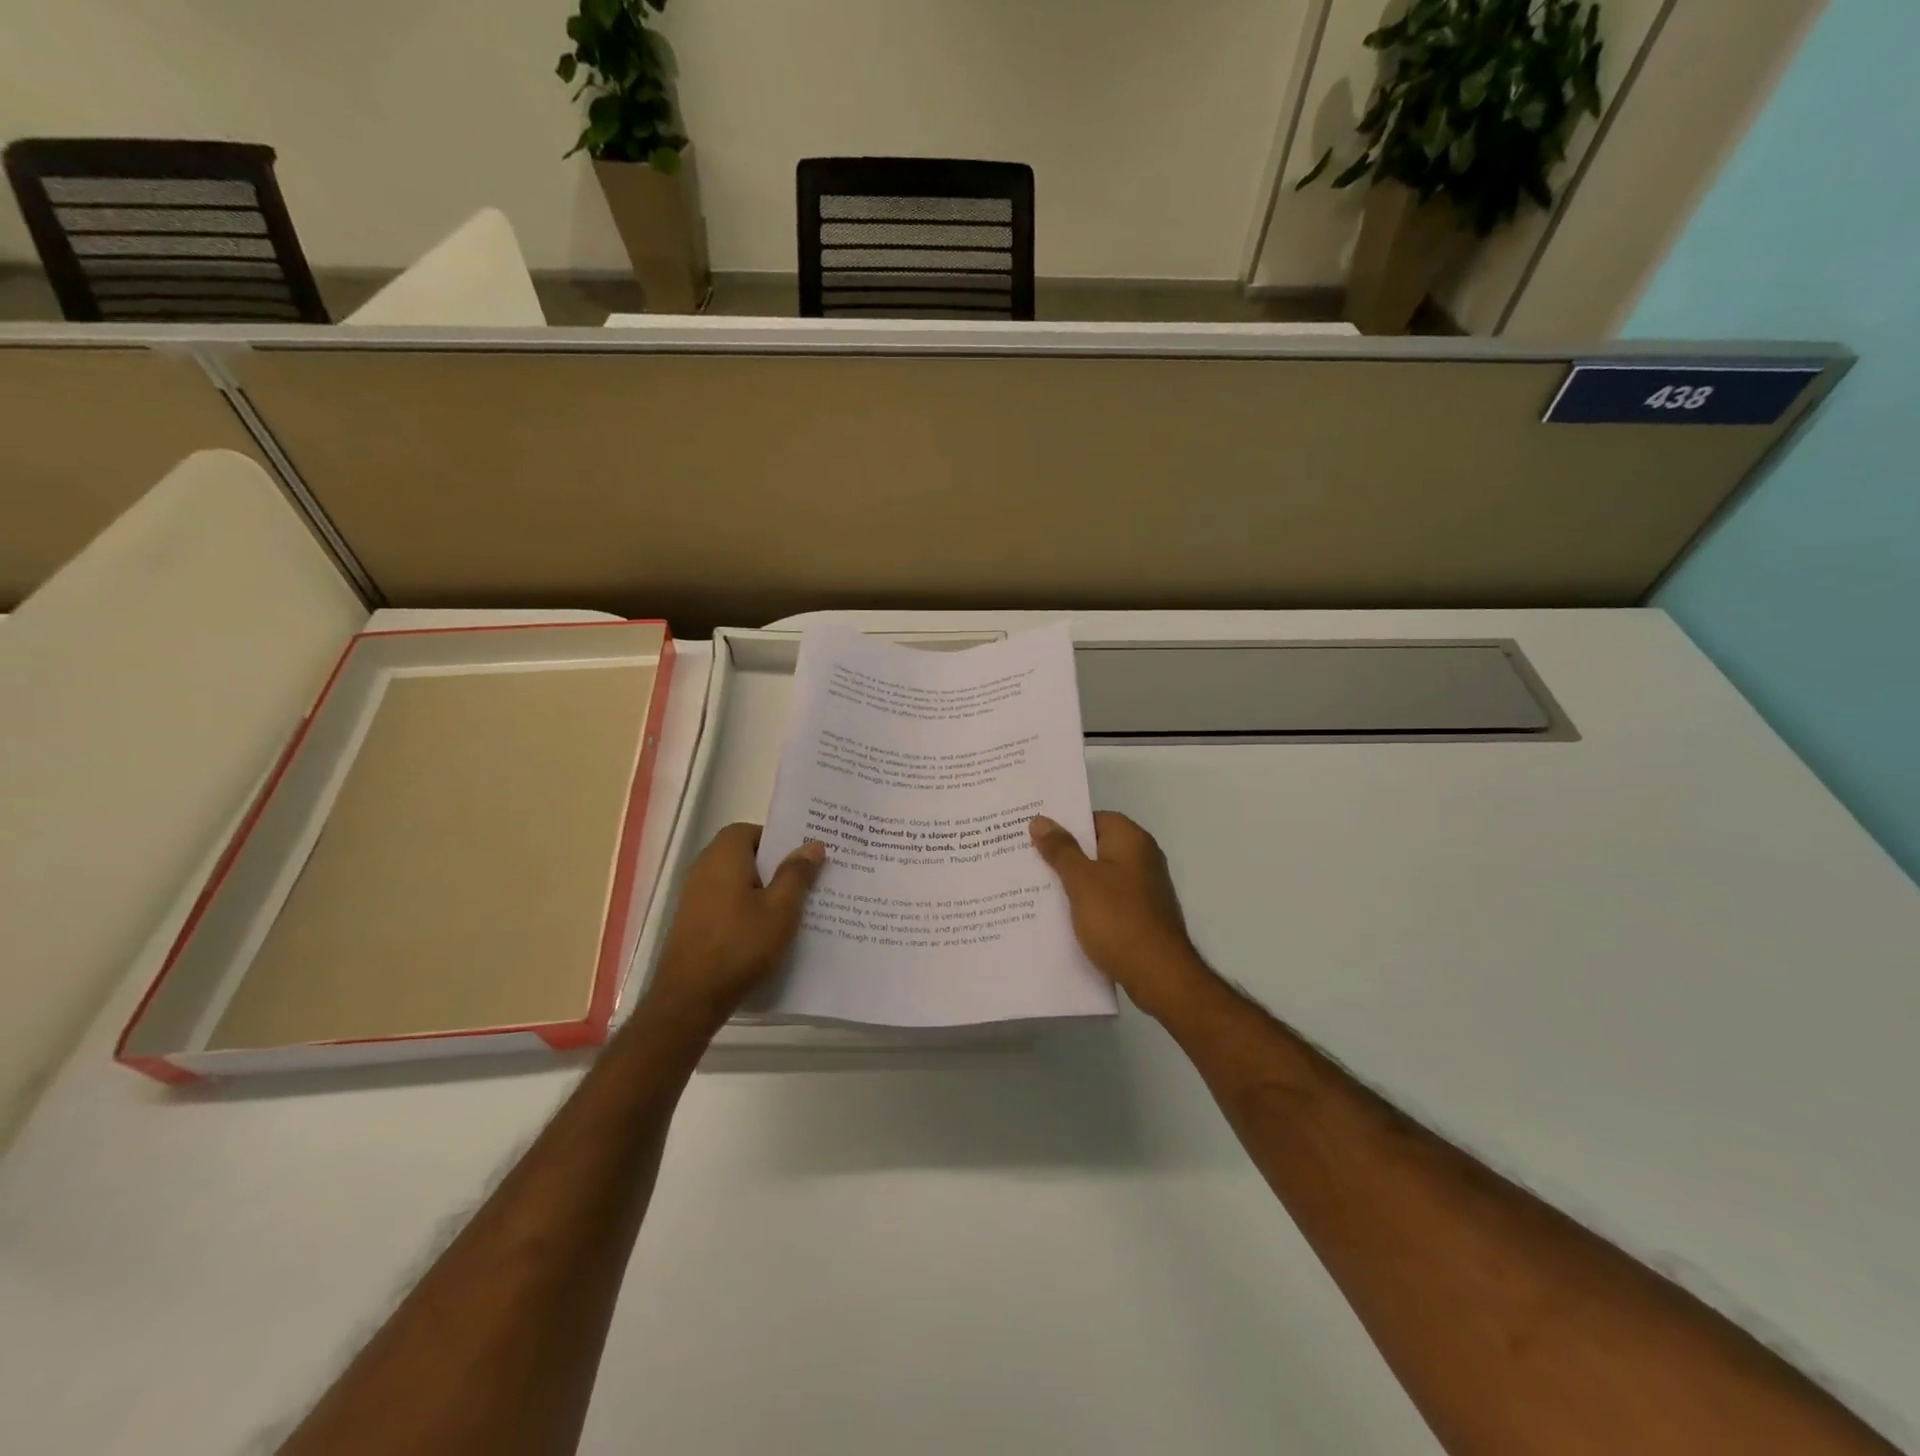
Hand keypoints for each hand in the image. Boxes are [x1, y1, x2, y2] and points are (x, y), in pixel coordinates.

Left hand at [647, 823, 824, 1024]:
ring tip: (791, 909)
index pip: (752, 831)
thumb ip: (797, 873)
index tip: (802, 859)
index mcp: (724, 855)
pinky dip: (746, 908)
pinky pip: (726, 902)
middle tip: (806, 882)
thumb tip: (812, 844)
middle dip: (775, 866)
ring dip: (762, 890)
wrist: (690, 998)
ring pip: (737, 881)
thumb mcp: (781, 909)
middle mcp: (704, 867)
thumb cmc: (740, 945)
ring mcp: (694, 896)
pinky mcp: (693, 921)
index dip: (778, 841)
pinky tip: (766, 931)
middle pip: (745, 855)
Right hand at [1030, 811, 1212, 1018]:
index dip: (1065, 824)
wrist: (1158, 974)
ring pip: (1100, 875)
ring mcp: (1144, 888)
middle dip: (1064, 853)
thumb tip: (1040, 820)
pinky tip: (1062, 915)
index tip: (1035, 834)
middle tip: (1027, 859)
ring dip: (1074, 881)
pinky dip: (1087, 903)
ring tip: (1036, 887)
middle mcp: (1142, 858)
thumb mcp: (1081, 881)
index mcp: (1131, 840)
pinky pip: (1107, 899)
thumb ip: (1060, 849)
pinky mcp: (1142, 914)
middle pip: (1096, 846)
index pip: (1094, 818)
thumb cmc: (1118, 919)